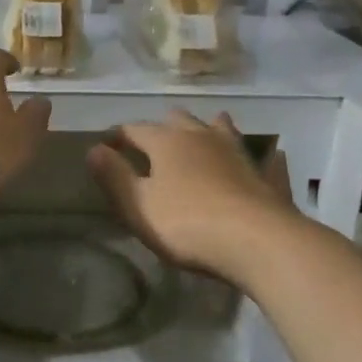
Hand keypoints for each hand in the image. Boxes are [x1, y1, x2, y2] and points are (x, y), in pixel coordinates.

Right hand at [87, 109, 298, 284]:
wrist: (258, 241)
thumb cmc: (187, 223)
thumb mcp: (138, 206)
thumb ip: (114, 176)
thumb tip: (93, 149)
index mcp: (167, 141)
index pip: (135, 129)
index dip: (118, 136)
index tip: (106, 145)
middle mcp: (201, 136)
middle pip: (178, 120)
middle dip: (162, 126)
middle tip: (153, 142)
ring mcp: (237, 152)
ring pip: (220, 128)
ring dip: (208, 128)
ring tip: (202, 134)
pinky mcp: (264, 174)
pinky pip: (259, 156)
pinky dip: (256, 154)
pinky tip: (268, 156)